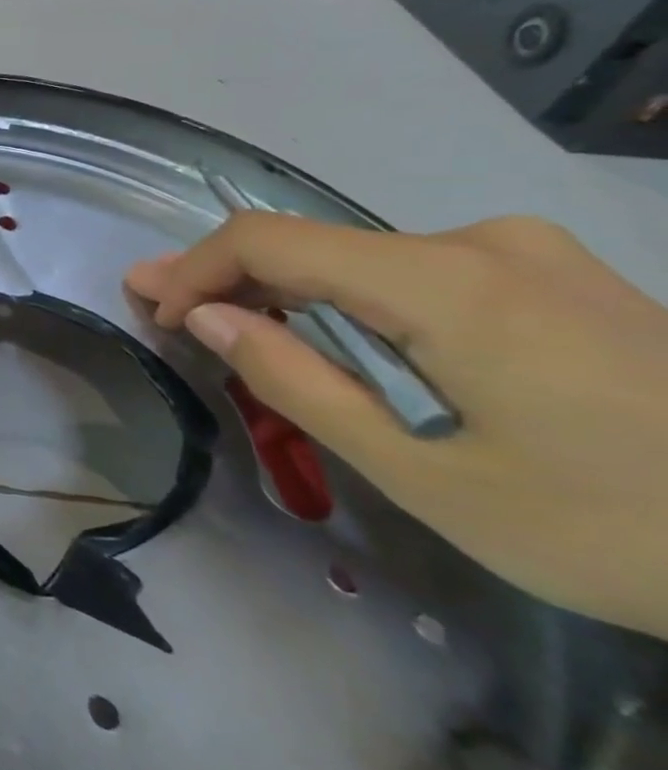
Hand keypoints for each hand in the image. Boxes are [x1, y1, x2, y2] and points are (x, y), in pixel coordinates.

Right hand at [125, 214, 667, 638]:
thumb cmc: (617, 530)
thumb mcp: (426, 475)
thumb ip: (298, 383)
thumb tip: (207, 315)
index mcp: (446, 281)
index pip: (269, 239)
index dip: (193, 267)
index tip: (152, 310)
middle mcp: (481, 243)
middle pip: (313, 244)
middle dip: (229, 279)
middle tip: (163, 310)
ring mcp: (529, 256)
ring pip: (361, 260)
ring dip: (287, 293)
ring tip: (233, 328)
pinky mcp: (557, 280)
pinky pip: (414, 274)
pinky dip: (349, 302)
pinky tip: (332, 339)